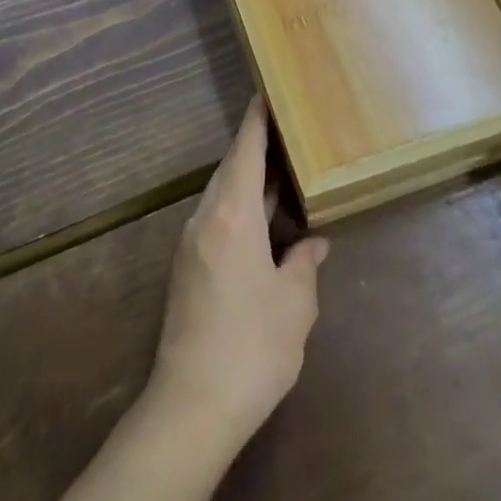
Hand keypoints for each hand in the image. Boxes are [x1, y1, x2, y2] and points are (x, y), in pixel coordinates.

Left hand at [149, 99, 328, 452]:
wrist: (191, 406)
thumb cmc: (252, 346)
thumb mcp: (294, 305)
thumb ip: (304, 265)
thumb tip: (313, 244)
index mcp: (232, 215)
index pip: (244, 151)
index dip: (255, 121)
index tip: (264, 94)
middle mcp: (205, 219)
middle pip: (230, 170)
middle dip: (254, 149)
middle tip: (284, 134)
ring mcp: (191, 245)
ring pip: (221, 197)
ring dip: (247, 183)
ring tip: (279, 176)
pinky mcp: (187, 271)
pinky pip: (216, 221)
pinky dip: (239, 210)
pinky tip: (262, 227)